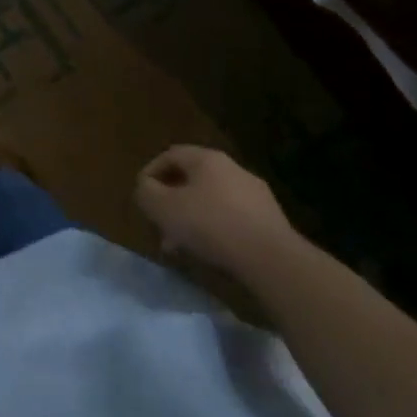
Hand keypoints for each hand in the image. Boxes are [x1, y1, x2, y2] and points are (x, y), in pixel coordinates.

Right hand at [134, 145, 299, 278]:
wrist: (273, 260)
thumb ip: (145, 191)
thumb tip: (145, 187)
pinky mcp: (271, 220)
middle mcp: (232, 168)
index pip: (170, 155)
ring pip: (212, 201)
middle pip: (191, 180)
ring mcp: (256, 195)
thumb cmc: (210, 225)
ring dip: (192, 219)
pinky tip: (211, 252)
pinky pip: (233, 218)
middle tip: (161, 225)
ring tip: (182, 246)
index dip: (150, 173)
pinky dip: (216, 230)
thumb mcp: (162, 207)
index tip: (142, 196)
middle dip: (172, 202)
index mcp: (206, 158)